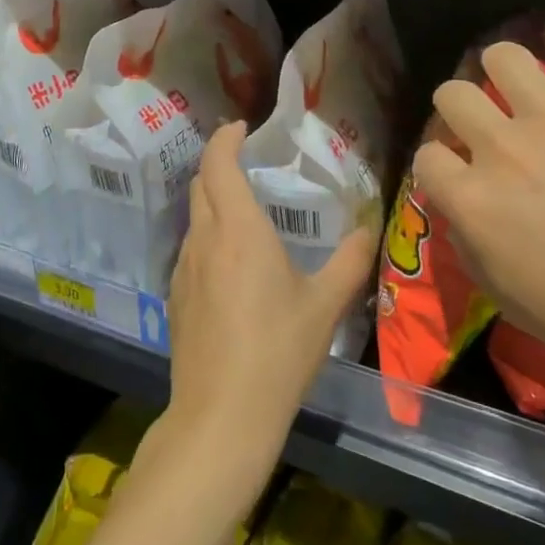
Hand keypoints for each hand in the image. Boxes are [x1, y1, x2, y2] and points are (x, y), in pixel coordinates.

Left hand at [166, 122, 377, 465]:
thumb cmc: (278, 352)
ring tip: (245, 212)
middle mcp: (204, 240)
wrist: (221, 416)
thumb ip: (349, 261)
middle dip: (219, 165)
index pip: (218, 163)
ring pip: (194, 218)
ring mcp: (183, 270)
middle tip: (247, 162)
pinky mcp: (176, 298)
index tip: (242, 128)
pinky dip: (208, 237)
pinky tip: (232, 265)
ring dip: (213, 202)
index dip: (225, 139)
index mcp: (238, 230)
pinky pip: (191, 250)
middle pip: (200, 185)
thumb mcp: (324, 305)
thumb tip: (368, 229)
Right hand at [413, 35, 544, 397]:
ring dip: (504, 68)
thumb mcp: (507, 301)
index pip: (427, 156)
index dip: (440, 163)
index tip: (459, 170)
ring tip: (522, 82)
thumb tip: (461, 213)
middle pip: (452, 93)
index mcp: (472, 200)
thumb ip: (470, 248)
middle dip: (461, 107)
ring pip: (502, 55)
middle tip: (488, 122)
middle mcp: (501, 147)